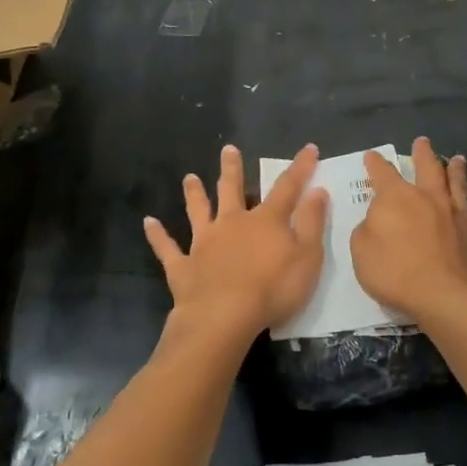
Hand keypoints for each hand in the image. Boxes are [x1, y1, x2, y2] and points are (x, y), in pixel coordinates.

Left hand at [145, 144, 328, 339]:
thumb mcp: (308, 257)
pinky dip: (158, 235)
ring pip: (198, 211)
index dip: (300, 168)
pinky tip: (148, 222)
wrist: (225, 316)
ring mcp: (204, 243)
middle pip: (232, 190)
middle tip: (228, 149)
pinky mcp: (183, 266)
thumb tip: (317, 190)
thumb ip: (312, 223)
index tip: (309, 148)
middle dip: (232, 169)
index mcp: (266, 220)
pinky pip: (167, 247)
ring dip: (194, 193)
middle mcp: (232, 223)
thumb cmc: (274, 289)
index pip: (287, 188)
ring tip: (189, 177)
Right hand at [352, 137, 466, 323]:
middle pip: (428, 168)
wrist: (447, 297)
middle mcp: (430, 198)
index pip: (383, 174)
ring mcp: (459, 215)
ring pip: (458, 184)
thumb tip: (376, 220)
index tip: (372, 155)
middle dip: (423, 153)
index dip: (376, 163)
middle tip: (422, 142)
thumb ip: (366, 230)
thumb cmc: (396, 273)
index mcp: (397, 199)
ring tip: (457, 159)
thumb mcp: (362, 252)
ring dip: (456, 170)